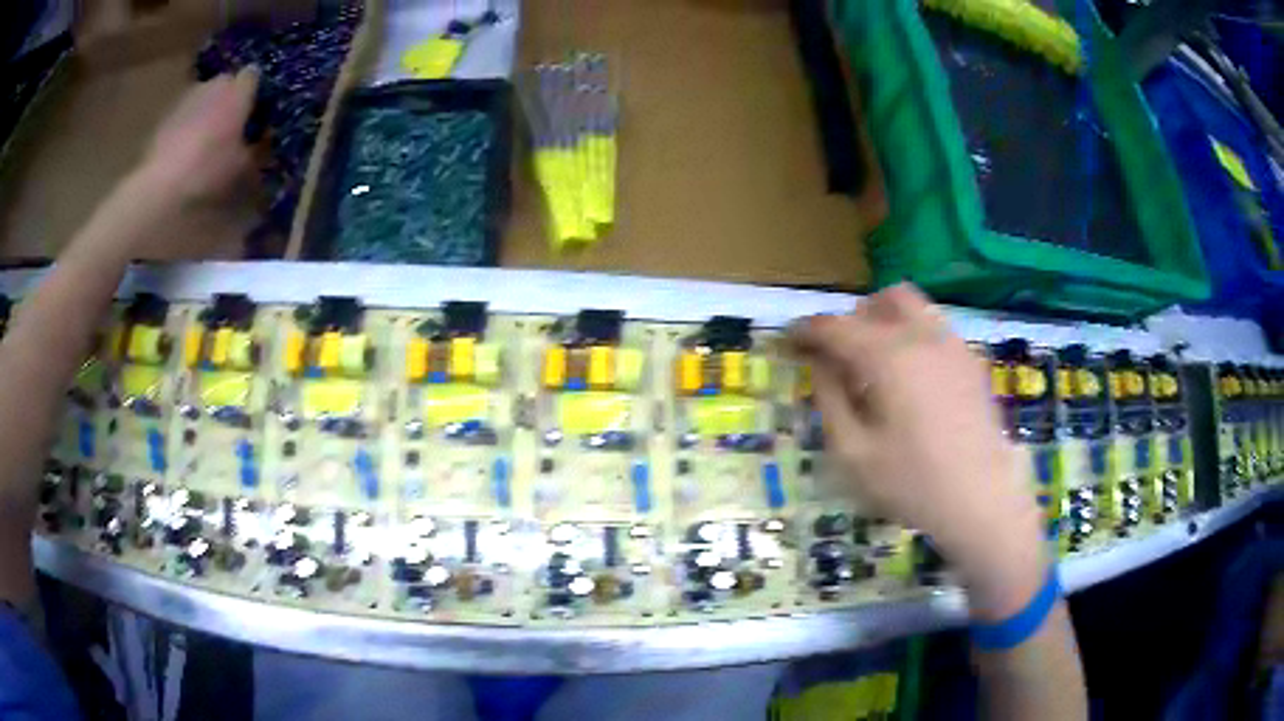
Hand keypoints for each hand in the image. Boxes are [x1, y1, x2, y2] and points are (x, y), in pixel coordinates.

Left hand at [138, 68, 261, 204]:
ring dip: (206, 112)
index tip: (254, 114)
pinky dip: (186, 126)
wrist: (160, 184)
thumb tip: (260, 141)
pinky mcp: (166, 114)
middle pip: (227, 84)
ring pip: (204, 98)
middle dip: (229, 100)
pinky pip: (184, 115)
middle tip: (229, 128)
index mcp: (238, 90)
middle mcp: (214, 84)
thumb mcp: (243, 167)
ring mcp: (187, 97)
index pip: (254, 76)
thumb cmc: (208, 170)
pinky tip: (183, 153)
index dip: (254, 93)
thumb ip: (255, 147)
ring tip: (204, 143)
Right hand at [790, 284, 1045, 618]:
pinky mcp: (972, 361)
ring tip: (875, 360)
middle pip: (880, 300)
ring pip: (914, 306)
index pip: (836, 326)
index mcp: (888, 356)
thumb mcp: (854, 452)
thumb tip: (819, 363)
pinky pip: (936, 328)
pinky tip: (912, 378)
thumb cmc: (913, 483)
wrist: (983, 500)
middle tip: (838, 353)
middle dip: (852, 318)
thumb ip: (830, 399)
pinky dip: (913, 335)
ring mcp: (954, 345)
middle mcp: (923, 336)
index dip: (806, 330)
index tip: (789, 341)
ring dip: (885, 320)